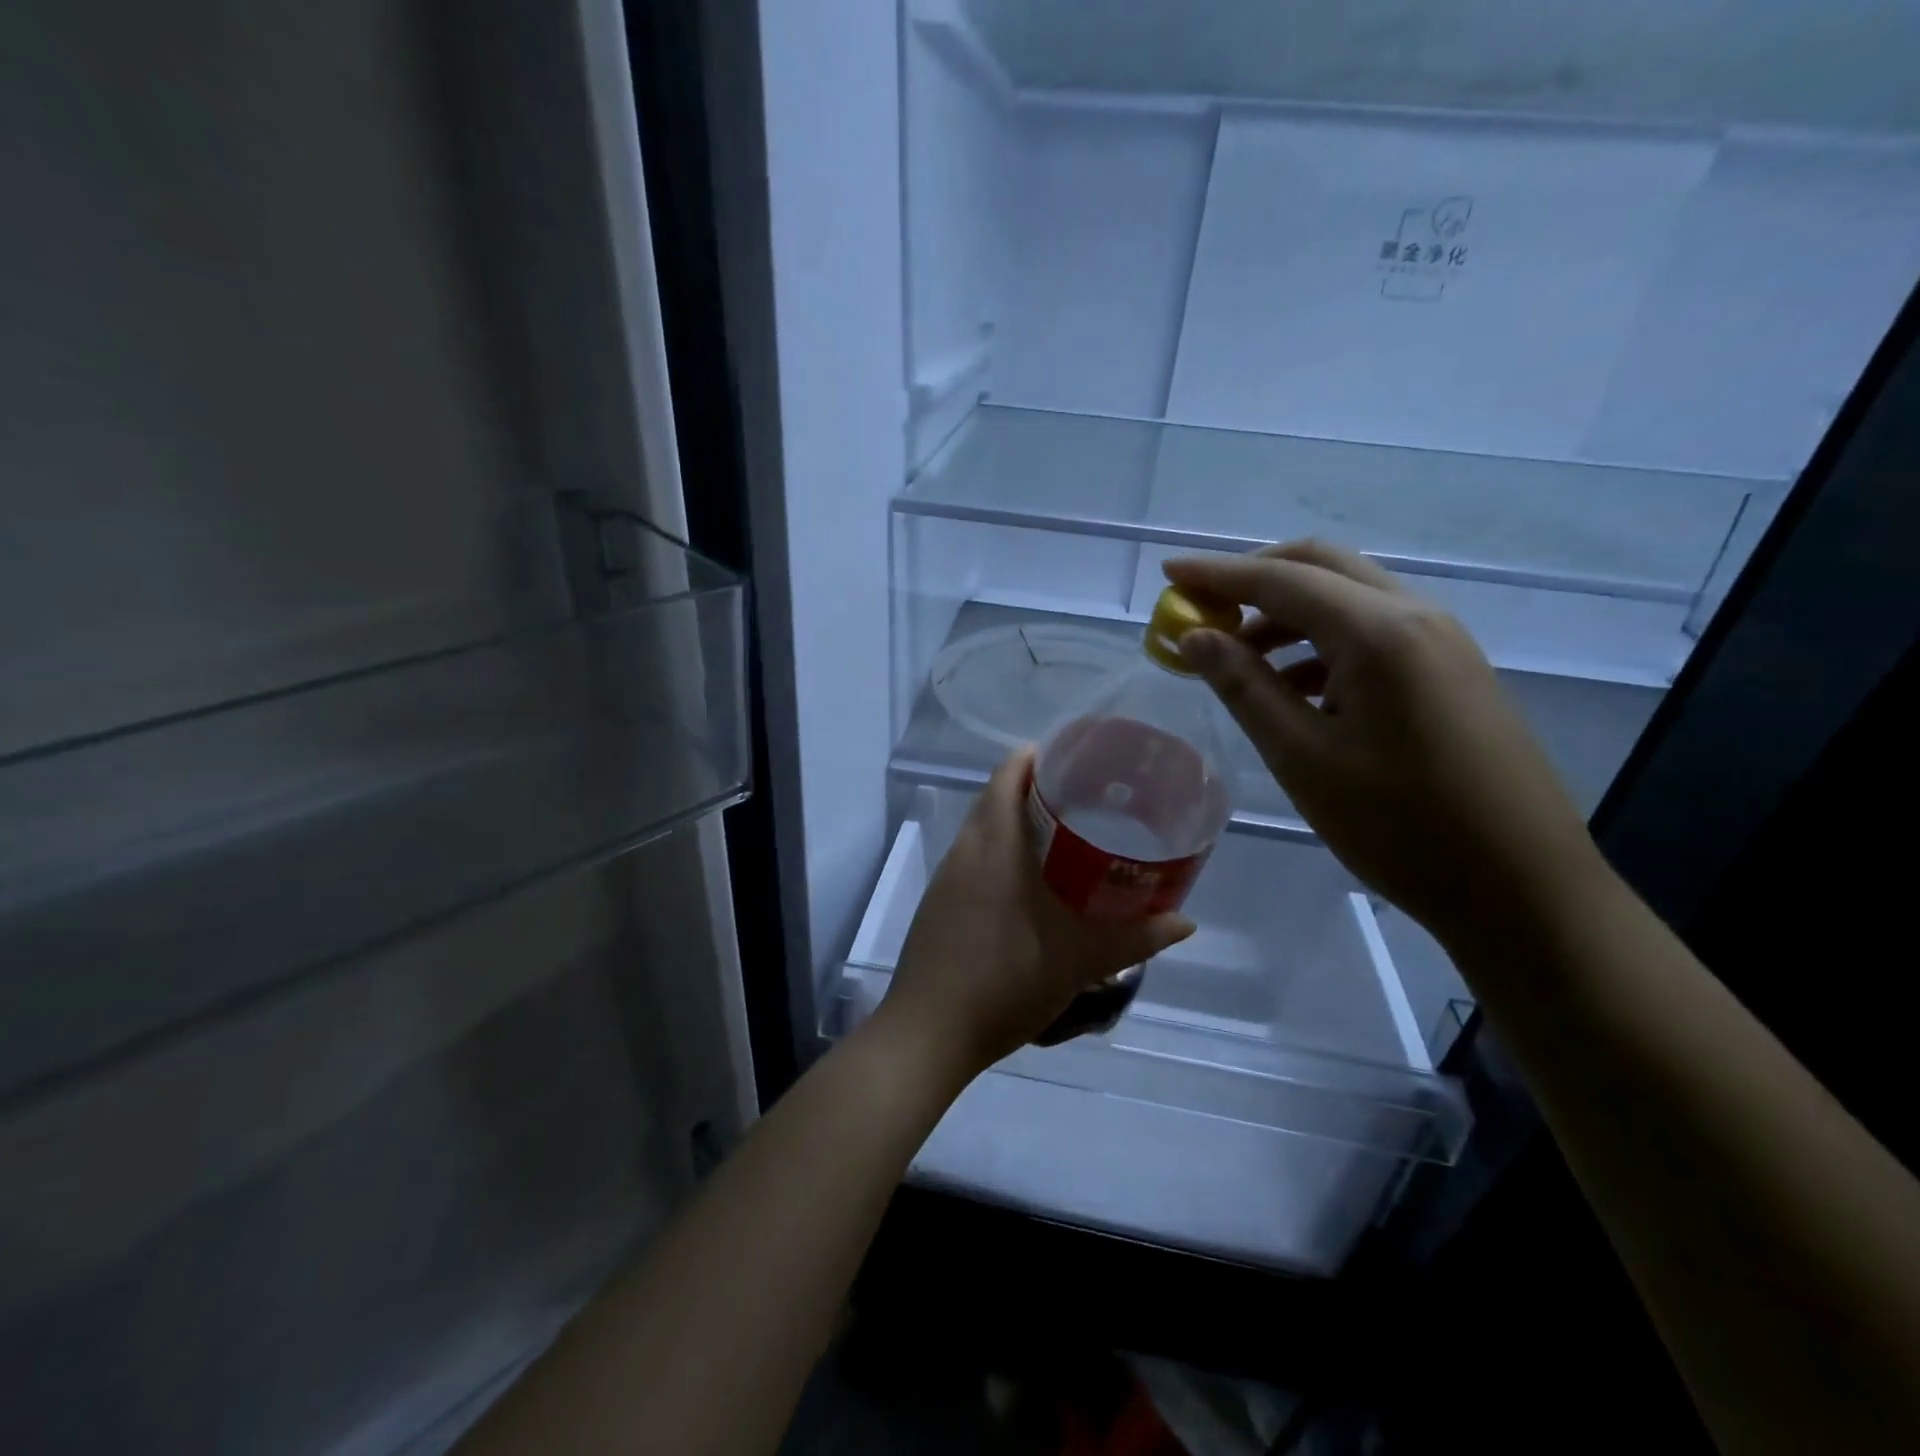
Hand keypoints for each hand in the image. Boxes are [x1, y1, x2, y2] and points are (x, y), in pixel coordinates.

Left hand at [881, 747, 1194, 1078]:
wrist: (930, 1031)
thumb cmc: (1006, 980)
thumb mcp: (1079, 960)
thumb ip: (1135, 938)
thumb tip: (1185, 922)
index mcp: (994, 845)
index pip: (1007, 775)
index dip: (1035, 756)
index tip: (1073, 758)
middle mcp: (965, 850)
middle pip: (994, 797)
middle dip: (1031, 788)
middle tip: (1081, 797)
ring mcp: (945, 877)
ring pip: (980, 829)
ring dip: (1013, 821)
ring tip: (1060, 835)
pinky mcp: (936, 903)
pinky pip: (970, 859)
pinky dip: (997, 852)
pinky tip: (1025, 882)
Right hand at [1165, 540, 1605, 948]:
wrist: (1521, 887)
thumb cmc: (1399, 827)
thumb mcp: (1302, 758)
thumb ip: (1244, 687)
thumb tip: (1195, 637)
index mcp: (1379, 633)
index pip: (1281, 579)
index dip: (1217, 573)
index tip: (1169, 572)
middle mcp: (1416, 616)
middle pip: (1321, 566)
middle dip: (1254, 577)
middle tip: (1203, 609)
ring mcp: (1441, 641)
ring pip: (1348, 597)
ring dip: (1286, 612)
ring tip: (1237, 659)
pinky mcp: (1450, 669)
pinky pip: (1374, 631)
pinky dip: (1321, 641)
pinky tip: (1293, 689)